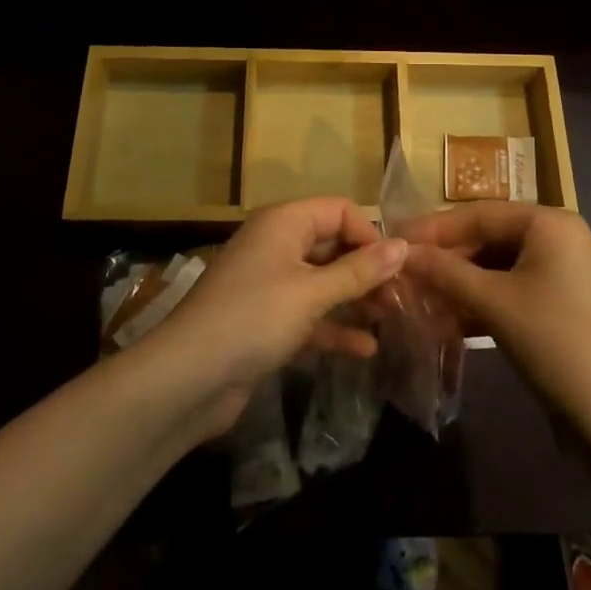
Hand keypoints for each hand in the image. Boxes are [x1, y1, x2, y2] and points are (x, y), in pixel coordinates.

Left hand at [151, 197, 407, 435]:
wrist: (187, 378)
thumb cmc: (253, 319)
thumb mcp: (311, 293)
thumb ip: (359, 271)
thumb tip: (403, 245)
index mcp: (283, 223)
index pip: (339, 211)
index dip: (370, 235)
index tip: (397, 268)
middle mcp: (277, 245)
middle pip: (332, 245)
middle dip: (367, 269)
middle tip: (403, 297)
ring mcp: (270, 284)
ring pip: (323, 282)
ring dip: (356, 298)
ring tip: (392, 319)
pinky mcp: (266, 321)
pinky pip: (309, 315)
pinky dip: (334, 328)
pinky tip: (366, 349)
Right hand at [402, 204, 590, 428]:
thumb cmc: (555, 342)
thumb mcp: (494, 303)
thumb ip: (445, 272)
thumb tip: (401, 253)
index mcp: (550, 223)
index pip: (480, 214)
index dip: (434, 228)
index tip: (395, 240)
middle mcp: (561, 238)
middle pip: (490, 238)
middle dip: (448, 259)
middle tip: (405, 274)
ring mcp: (566, 274)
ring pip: (500, 268)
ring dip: (462, 284)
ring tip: (421, 298)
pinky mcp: (564, 307)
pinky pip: (514, 291)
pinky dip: (484, 303)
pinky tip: (451, 321)